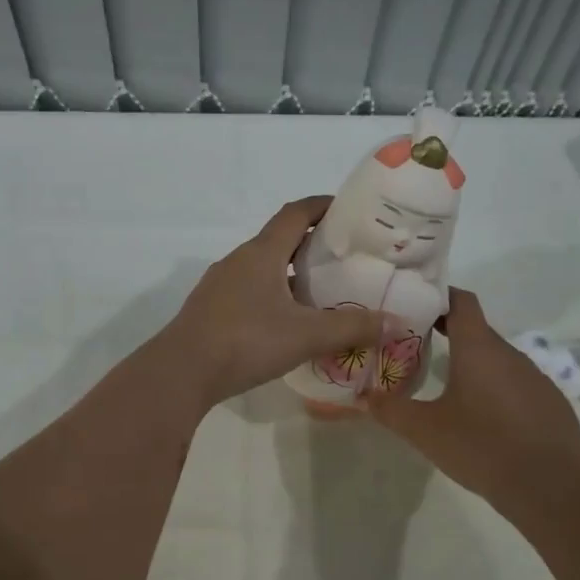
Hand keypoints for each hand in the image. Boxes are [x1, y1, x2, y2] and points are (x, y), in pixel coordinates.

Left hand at [159, 196, 394, 409]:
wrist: (182, 372)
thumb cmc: (246, 341)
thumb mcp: (306, 335)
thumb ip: (352, 327)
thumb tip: (398, 323)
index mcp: (262, 252)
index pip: (296, 213)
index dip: (323, 206)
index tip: (350, 211)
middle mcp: (239, 260)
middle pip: (280, 240)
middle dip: (313, 244)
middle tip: (345, 259)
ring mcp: (221, 285)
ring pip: (263, 268)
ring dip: (291, 274)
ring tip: (321, 293)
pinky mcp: (211, 309)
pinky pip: (249, 291)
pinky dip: (273, 296)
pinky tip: (286, 323)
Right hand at [369, 289, 579, 522]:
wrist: (547, 486)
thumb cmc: (480, 447)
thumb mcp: (424, 431)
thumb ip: (390, 410)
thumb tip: (363, 397)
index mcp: (479, 349)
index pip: (462, 302)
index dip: (440, 298)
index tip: (418, 306)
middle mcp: (511, 355)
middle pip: (478, 332)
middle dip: (451, 336)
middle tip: (420, 350)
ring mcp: (537, 378)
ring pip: (499, 362)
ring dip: (476, 367)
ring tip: (451, 388)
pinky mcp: (552, 404)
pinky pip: (519, 387)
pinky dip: (499, 392)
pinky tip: (488, 421)